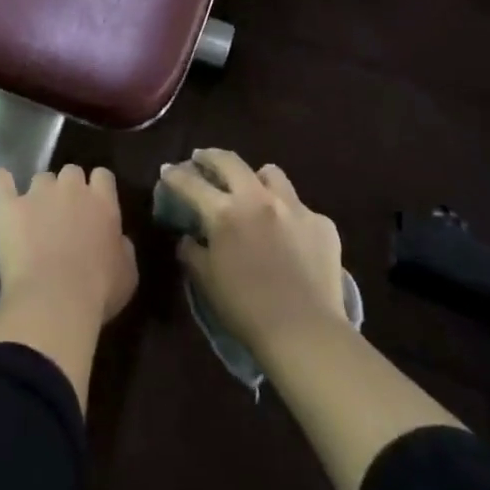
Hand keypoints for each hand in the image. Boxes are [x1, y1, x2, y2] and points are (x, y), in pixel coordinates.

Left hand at [0, 166, 137, 326]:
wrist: (54, 300)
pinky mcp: (8, 206)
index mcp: (102, 202)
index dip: (98, 188)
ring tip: (36, 216)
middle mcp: (70, 189)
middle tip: (66, 214)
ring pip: (40, 178)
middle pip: (71, 172)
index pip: (103, 176)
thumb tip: (117, 238)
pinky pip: (1, 181)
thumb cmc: (98, 292)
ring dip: (41, 192)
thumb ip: (122, 247)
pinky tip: (1, 182)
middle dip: (69, 188)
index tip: (95, 204)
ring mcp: (36, 194)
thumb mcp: (127, 273)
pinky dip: (2, 181)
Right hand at [161, 148, 347, 359]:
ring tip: (252, 190)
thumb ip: (192, 252)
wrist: (305, 332)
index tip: (167, 171)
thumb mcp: (206, 281)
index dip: (174, 175)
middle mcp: (257, 199)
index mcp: (224, 212)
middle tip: (202, 159)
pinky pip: (300, 208)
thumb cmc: (246, 309)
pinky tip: (290, 235)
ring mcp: (294, 207)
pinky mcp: (322, 223)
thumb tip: (189, 238)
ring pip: (271, 174)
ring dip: (256, 178)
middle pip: (229, 161)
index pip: (190, 183)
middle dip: (210, 157)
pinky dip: (289, 215)